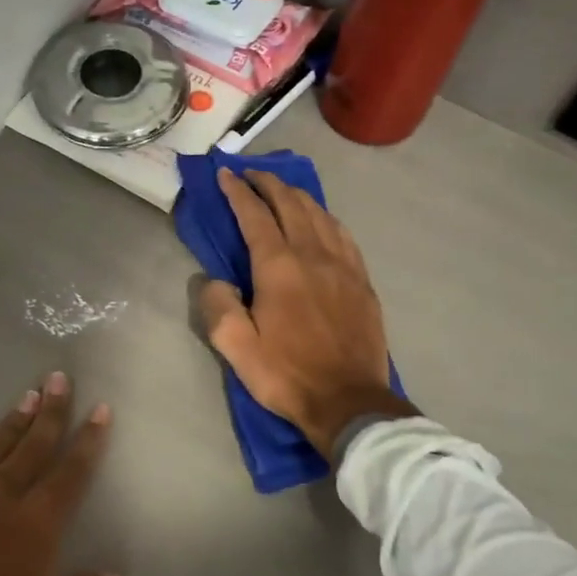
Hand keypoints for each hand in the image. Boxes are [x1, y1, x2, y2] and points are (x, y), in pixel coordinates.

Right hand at [198, 168, 413, 459]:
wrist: (348, 401)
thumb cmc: (287, 375)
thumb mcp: (235, 348)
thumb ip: (218, 306)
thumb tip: (214, 280)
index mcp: (279, 267)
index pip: (254, 215)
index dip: (237, 191)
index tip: (225, 174)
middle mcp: (313, 255)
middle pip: (290, 204)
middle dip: (268, 183)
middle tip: (251, 174)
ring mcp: (343, 265)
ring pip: (319, 214)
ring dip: (297, 195)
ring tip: (282, 190)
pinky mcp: (362, 280)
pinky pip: (343, 234)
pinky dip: (325, 217)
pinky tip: (321, 220)